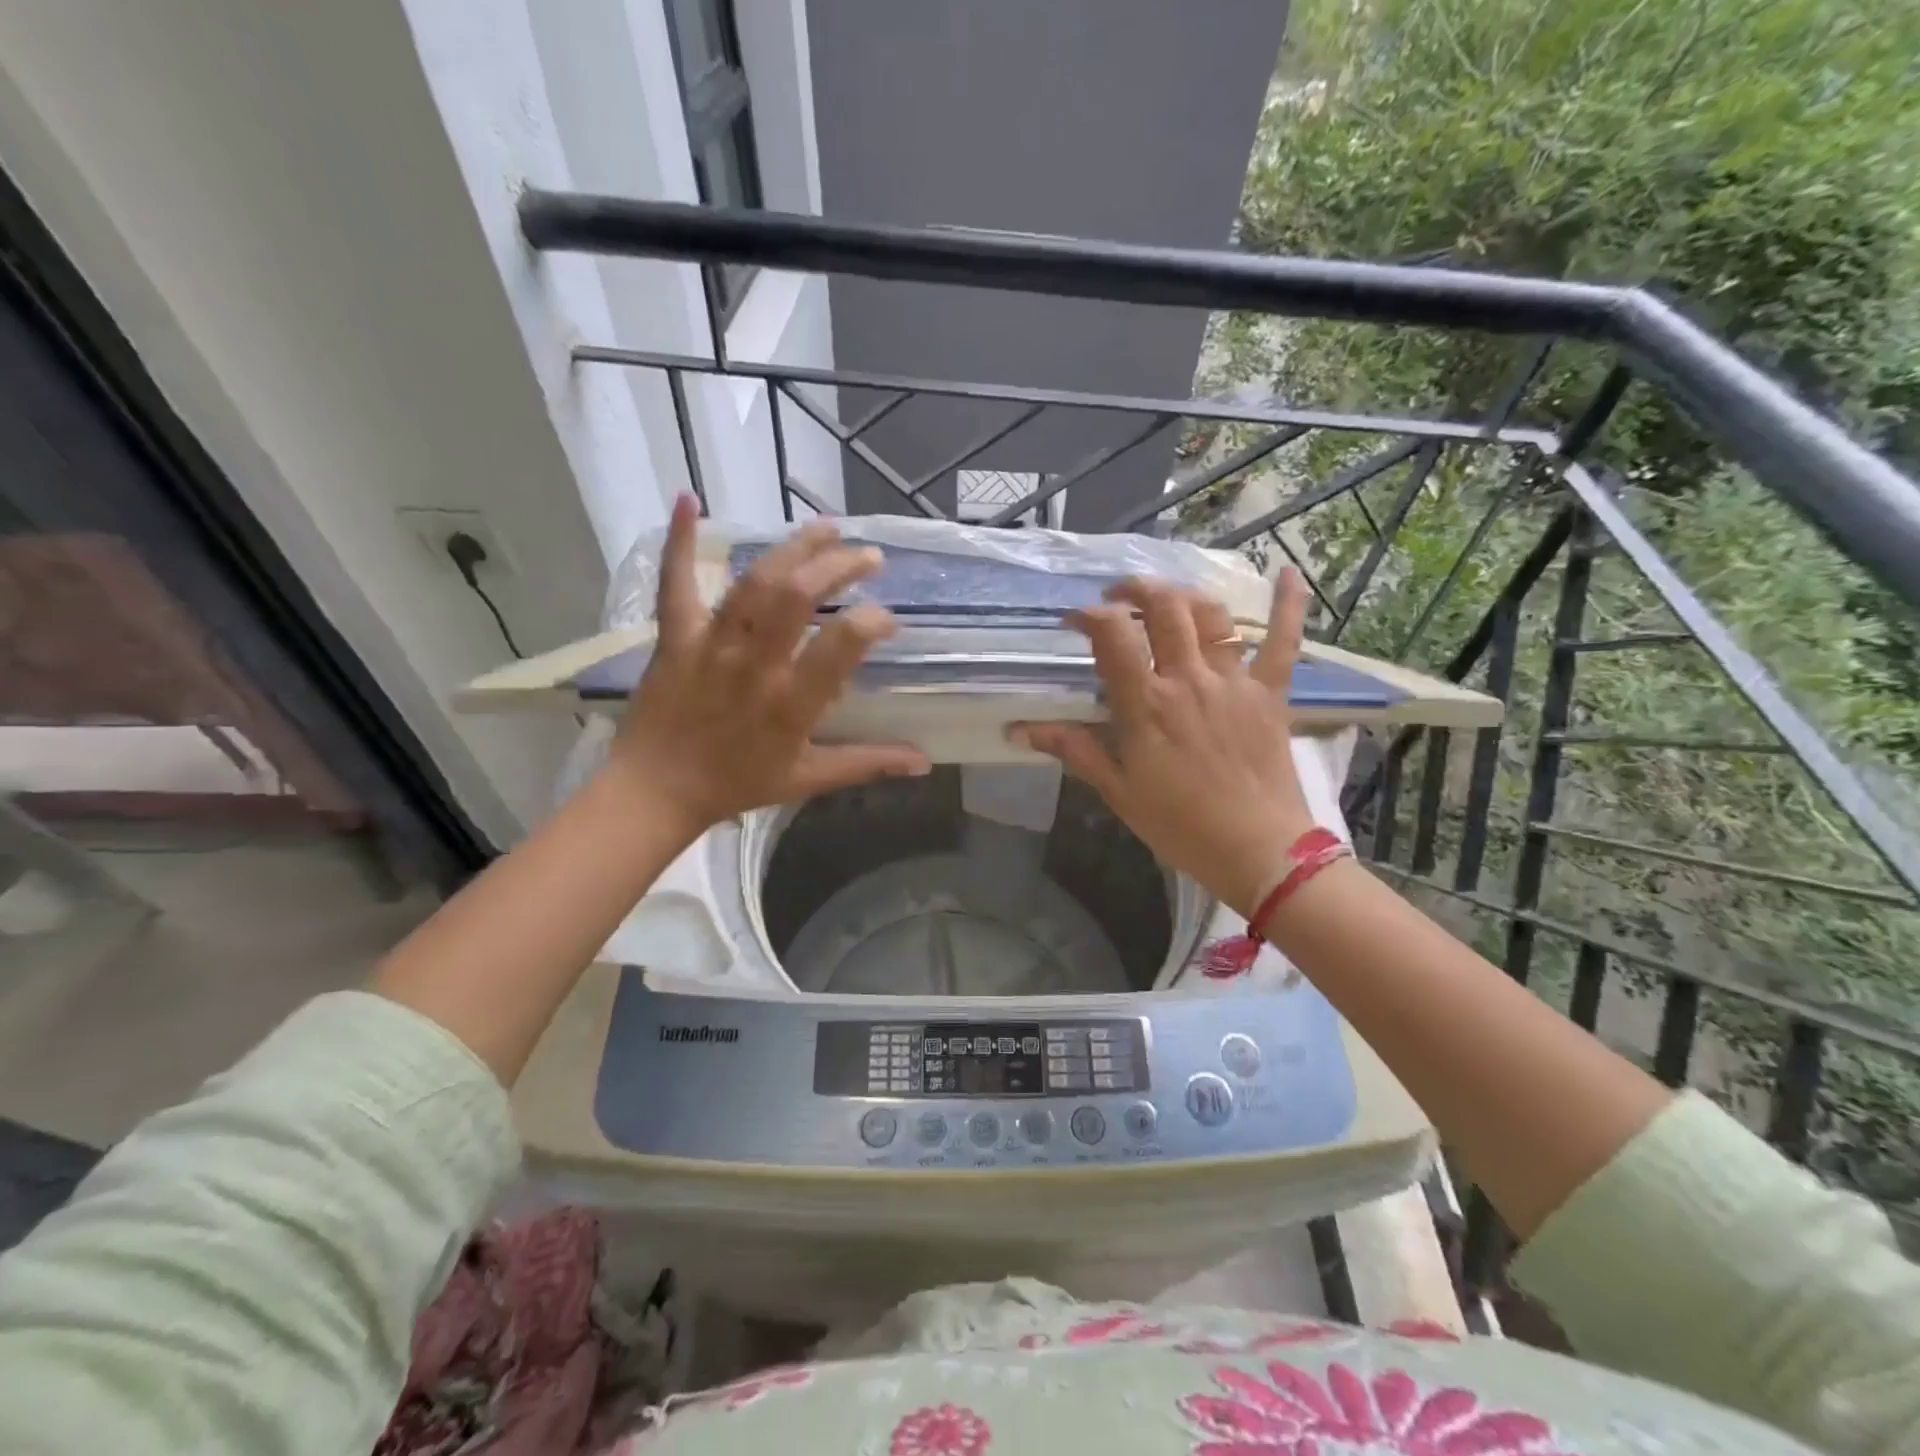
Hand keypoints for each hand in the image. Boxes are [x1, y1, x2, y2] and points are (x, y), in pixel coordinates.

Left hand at [608, 496, 929, 839]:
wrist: (656, 791)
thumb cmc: (736, 784)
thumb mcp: (808, 780)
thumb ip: (867, 763)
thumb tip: (923, 760)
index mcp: (790, 703)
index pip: (840, 647)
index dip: (870, 622)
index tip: (887, 618)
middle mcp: (754, 665)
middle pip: (798, 596)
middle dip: (839, 565)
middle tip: (869, 556)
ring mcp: (711, 645)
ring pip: (755, 583)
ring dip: (793, 547)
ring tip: (827, 526)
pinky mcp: (676, 636)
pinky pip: (676, 583)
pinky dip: (680, 541)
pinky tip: (690, 498)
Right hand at [1012, 570, 1315, 918]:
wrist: (1258, 850)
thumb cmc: (1180, 825)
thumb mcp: (1118, 791)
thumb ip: (1075, 750)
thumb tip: (1020, 730)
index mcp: (1147, 705)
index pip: (1113, 636)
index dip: (1089, 615)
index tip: (1074, 619)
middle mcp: (1188, 680)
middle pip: (1164, 609)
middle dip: (1136, 590)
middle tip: (1118, 596)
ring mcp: (1234, 682)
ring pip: (1211, 616)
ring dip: (1185, 594)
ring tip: (1167, 596)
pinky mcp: (1270, 693)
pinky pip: (1284, 641)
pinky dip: (1288, 605)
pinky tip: (1288, 574)